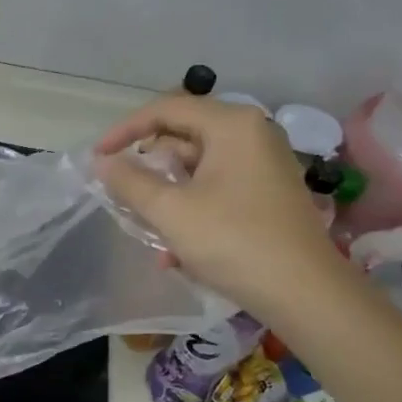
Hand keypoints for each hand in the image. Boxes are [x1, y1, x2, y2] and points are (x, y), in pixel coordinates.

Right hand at [96, 95, 349, 316]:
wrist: (303, 291)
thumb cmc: (233, 241)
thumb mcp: (171, 211)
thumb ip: (130, 182)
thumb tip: (102, 163)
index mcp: (232, 125)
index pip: (167, 109)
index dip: (125, 130)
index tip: (98, 156)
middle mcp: (252, 135)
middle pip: (183, 136)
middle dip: (148, 166)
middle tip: (120, 190)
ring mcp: (263, 165)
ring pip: (197, 167)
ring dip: (165, 194)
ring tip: (144, 225)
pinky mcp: (267, 194)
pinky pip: (216, 189)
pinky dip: (190, 209)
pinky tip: (175, 252)